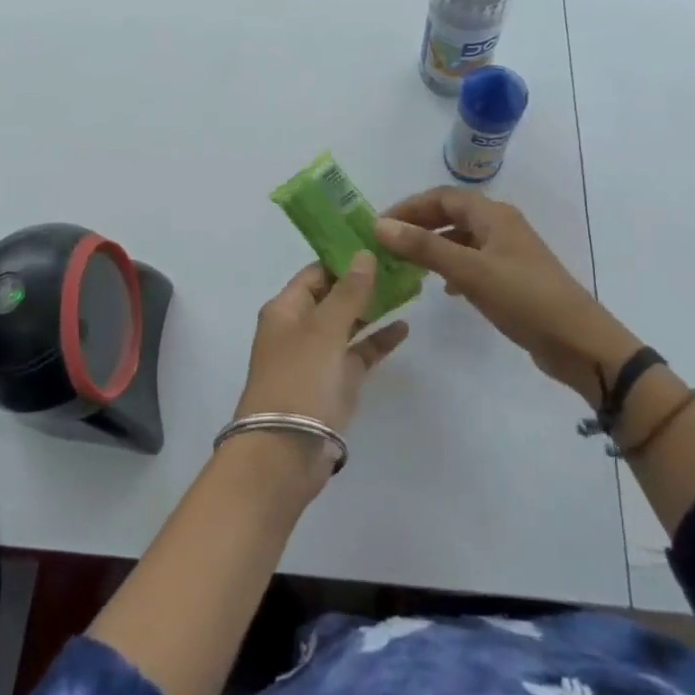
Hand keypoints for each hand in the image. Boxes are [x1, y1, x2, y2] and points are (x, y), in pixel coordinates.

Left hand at [236, 253, 409, 465]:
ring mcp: (319, 357)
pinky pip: (359, 353)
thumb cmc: (299, 378)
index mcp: (286, 309)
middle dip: (364, 281)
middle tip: (401, 263)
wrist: (285, 450)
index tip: (378, 244)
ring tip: (409, 288)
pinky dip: (378, 341)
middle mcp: (300, 328)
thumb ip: (348, 292)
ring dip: (374, 308)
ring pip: (349, 324)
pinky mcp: (336, 383)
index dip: (344, 258)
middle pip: (334, 296)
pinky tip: (404, 327)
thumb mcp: (324, 329)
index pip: (316, 272)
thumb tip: (364, 254)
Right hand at [374, 188, 636, 405]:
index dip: (409, 206)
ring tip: (405, 263)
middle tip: (387, 243)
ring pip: (461, 239)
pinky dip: (451, 267)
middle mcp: (500, 226)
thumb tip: (380, 225)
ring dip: (433, 246)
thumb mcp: (470, 271)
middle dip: (418, 224)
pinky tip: (442, 287)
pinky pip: (473, 262)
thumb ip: (424, 247)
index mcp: (493, 215)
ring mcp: (508, 253)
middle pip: (451, 214)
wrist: (579, 342)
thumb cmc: (524, 298)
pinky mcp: (512, 278)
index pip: (442, 197)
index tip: (379, 224)